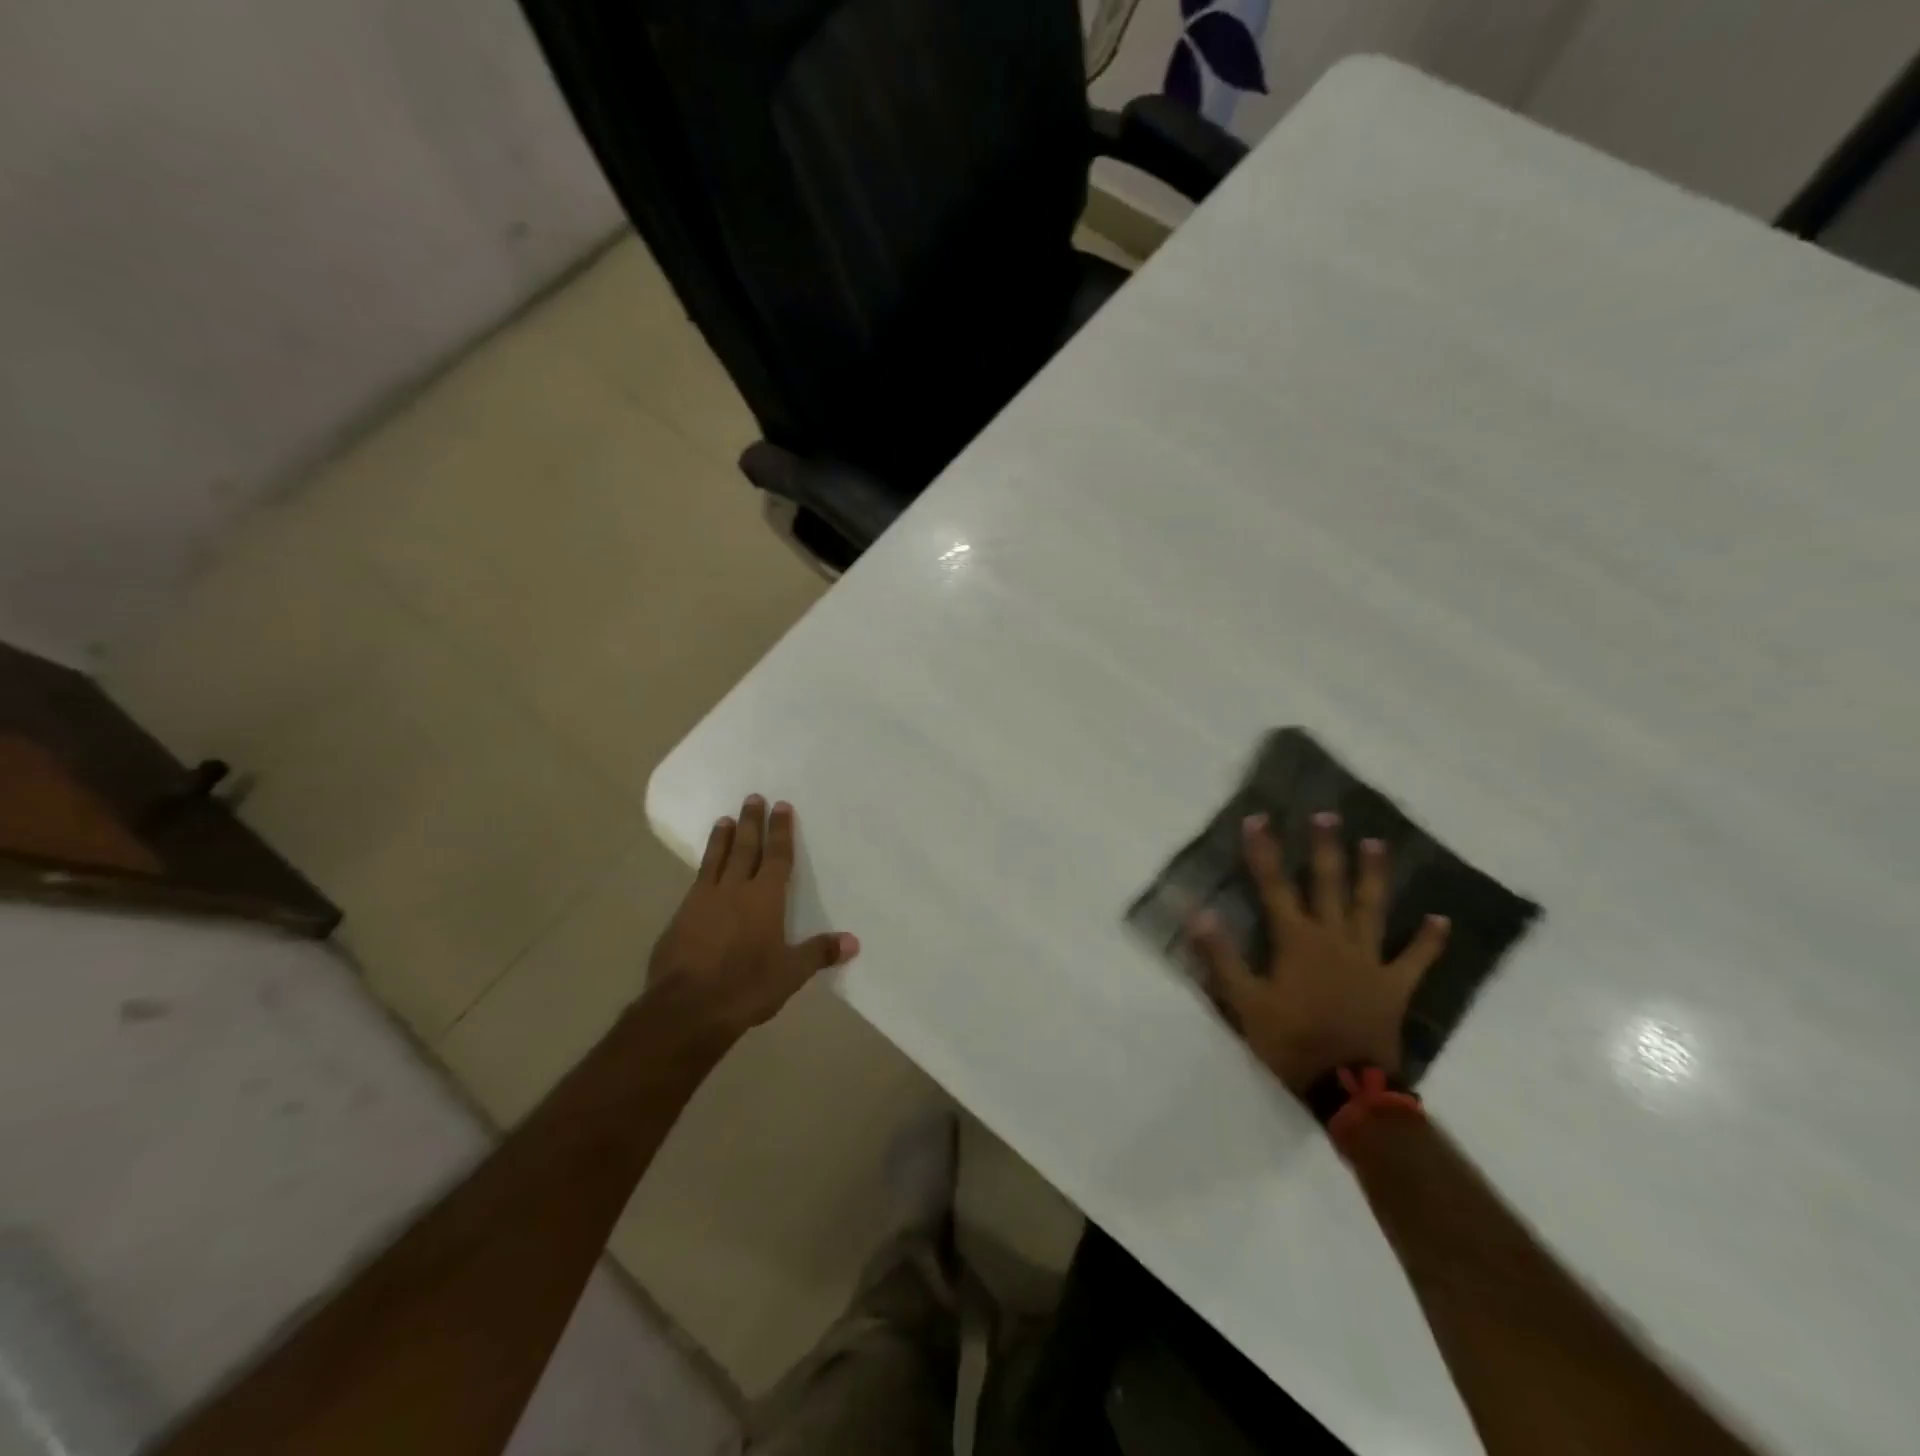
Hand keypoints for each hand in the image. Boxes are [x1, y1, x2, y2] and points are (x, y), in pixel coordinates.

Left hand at [646, 795, 858, 1042]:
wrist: (686, 1008)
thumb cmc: (746, 987)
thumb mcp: (790, 974)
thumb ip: (819, 953)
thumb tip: (853, 941)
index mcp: (765, 899)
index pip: (776, 857)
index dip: (780, 831)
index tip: (781, 806)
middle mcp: (734, 890)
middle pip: (745, 848)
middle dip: (751, 822)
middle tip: (752, 797)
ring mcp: (702, 901)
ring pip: (715, 860)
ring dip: (722, 838)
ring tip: (725, 820)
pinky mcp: (679, 918)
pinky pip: (696, 882)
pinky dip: (704, 867)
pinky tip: (703, 869)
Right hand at [1188, 811, 1448, 1095]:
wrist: (1348, 1088)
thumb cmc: (1290, 1041)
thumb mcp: (1245, 1002)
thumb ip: (1222, 956)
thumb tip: (1198, 912)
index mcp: (1296, 941)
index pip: (1274, 886)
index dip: (1264, 851)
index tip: (1257, 819)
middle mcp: (1334, 939)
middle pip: (1328, 885)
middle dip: (1325, 849)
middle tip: (1328, 816)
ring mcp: (1369, 960)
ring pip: (1371, 909)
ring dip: (1373, 876)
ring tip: (1376, 844)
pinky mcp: (1394, 985)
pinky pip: (1415, 958)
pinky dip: (1429, 940)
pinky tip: (1441, 920)